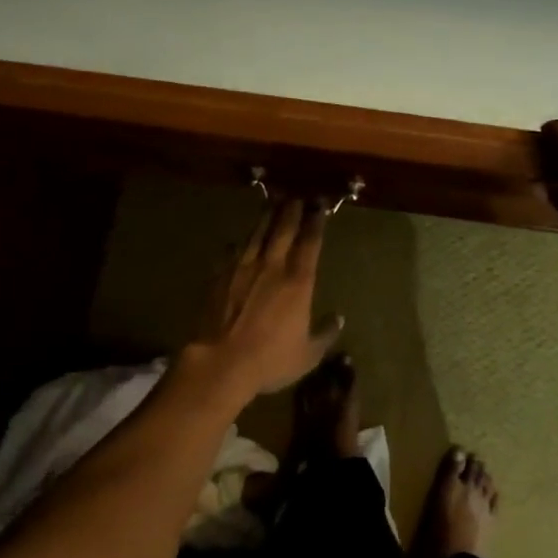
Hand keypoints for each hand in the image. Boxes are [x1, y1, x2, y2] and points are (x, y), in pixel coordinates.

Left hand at [190, 198, 342, 397]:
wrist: (221, 362)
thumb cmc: (271, 360)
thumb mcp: (308, 354)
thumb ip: (325, 333)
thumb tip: (338, 318)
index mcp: (298, 282)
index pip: (310, 243)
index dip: (315, 222)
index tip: (319, 206)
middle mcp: (272, 267)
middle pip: (283, 229)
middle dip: (291, 210)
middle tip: (296, 195)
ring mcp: (242, 269)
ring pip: (256, 235)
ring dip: (266, 217)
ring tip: (271, 203)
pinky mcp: (219, 277)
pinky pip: (231, 253)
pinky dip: (238, 244)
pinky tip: (237, 241)